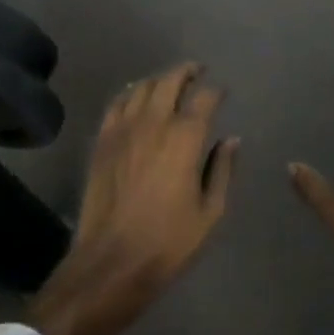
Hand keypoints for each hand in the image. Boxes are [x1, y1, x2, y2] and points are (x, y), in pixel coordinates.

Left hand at [29, 63, 236, 334]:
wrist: (111, 263)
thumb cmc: (168, 242)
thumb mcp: (210, 213)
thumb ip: (223, 170)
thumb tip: (231, 140)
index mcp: (185, 138)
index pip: (205, 98)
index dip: (216, 91)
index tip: (222, 93)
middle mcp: (154, 123)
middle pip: (170, 81)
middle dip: (187, 72)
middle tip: (198, 72)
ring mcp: (123, 129)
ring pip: (142, 87)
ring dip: (160, 80)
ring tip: (170, 82)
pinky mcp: (102, 141)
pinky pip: (116, 104)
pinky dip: (130, 93)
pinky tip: (136, 97)